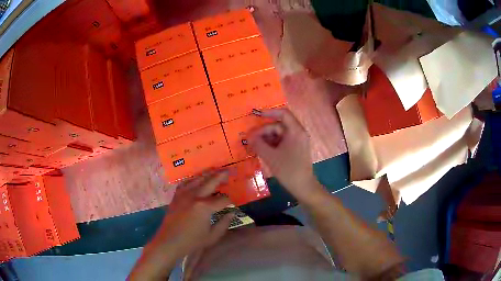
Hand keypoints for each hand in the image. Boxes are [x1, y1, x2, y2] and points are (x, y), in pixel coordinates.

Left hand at [129, 171, 233, 280]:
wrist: (169, 242)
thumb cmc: (192, 241)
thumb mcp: (212, 236)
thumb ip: (224, 223)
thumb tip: (232, 213)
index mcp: (205, 207)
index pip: (222, 199)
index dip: (230, 200)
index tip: (233, 202)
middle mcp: (195, 196)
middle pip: (210, 182)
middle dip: (221, 176)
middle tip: (229, 171)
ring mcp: (184, 194)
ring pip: (198, 179)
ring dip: (208, 174)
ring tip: (216, 171)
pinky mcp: (176, 195)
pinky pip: (186, 182)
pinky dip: (193, 179)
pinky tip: (197, 179)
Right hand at [249, 109, 320, 200]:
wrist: (303, 187)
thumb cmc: (288, 170)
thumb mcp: (271, 157)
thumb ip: (258, 144)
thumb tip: (249, 137)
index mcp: (295, 131)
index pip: (283, 114)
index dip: (269, 112)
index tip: (256, 115)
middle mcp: (298, 133)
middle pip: (279, 126)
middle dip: (264, 131)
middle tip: (251, 139)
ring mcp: (297, 142)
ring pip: (279, 135)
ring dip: (267, 139)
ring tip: (255, 146)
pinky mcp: (296, 149)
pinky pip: (282, 142)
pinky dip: (272, 144)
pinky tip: (263, 151)